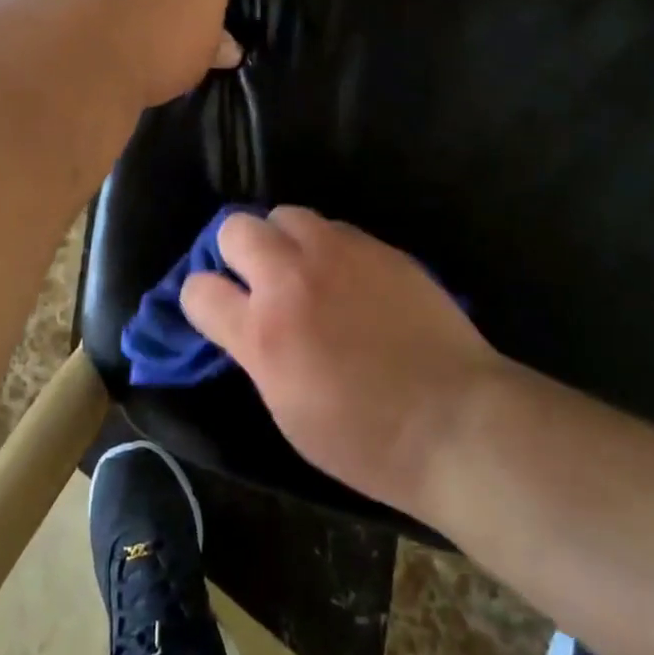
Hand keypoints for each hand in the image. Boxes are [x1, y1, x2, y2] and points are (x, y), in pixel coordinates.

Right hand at [181, 207, 503, 517]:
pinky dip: (327, 246)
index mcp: (264, 333)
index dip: (201, 299)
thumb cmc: (366, 440)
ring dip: (283, 240)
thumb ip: (257, 353)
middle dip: (235, 251)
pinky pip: (335, 227)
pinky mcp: (379, 247)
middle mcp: (293, 280)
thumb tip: (247, 323)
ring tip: (304, 270)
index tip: (217, 310)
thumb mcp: (287, 410)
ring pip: (286, 214)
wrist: (455, 420)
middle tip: (258, 279)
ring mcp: (339, 254)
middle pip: (235, 228)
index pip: (199, 290)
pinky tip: (349, 277)